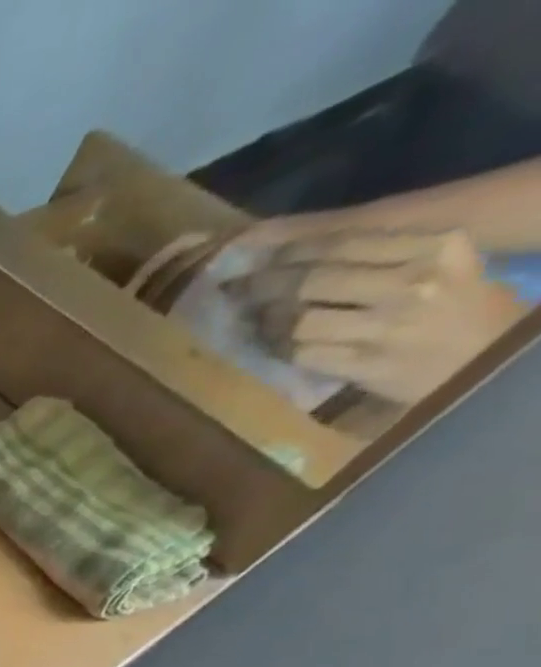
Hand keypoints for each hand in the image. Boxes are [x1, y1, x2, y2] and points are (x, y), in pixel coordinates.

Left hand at [226, 229, 526, 404]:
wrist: (487, 362)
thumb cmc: (462, 312)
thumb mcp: (442, 268)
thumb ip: (387, 259)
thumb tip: (309, 261)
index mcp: (436, 249)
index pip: (345, 244)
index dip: (292, 254)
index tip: (262, 261)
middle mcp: (412, 281)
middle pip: (313, 280)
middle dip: (265, 285)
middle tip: (238, 291)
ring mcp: (387, 325)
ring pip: (300, 319)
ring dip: (268, 322)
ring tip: (254, 321)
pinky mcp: (365, 363)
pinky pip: (302, 354)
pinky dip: (279, 350)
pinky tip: (272, 346)